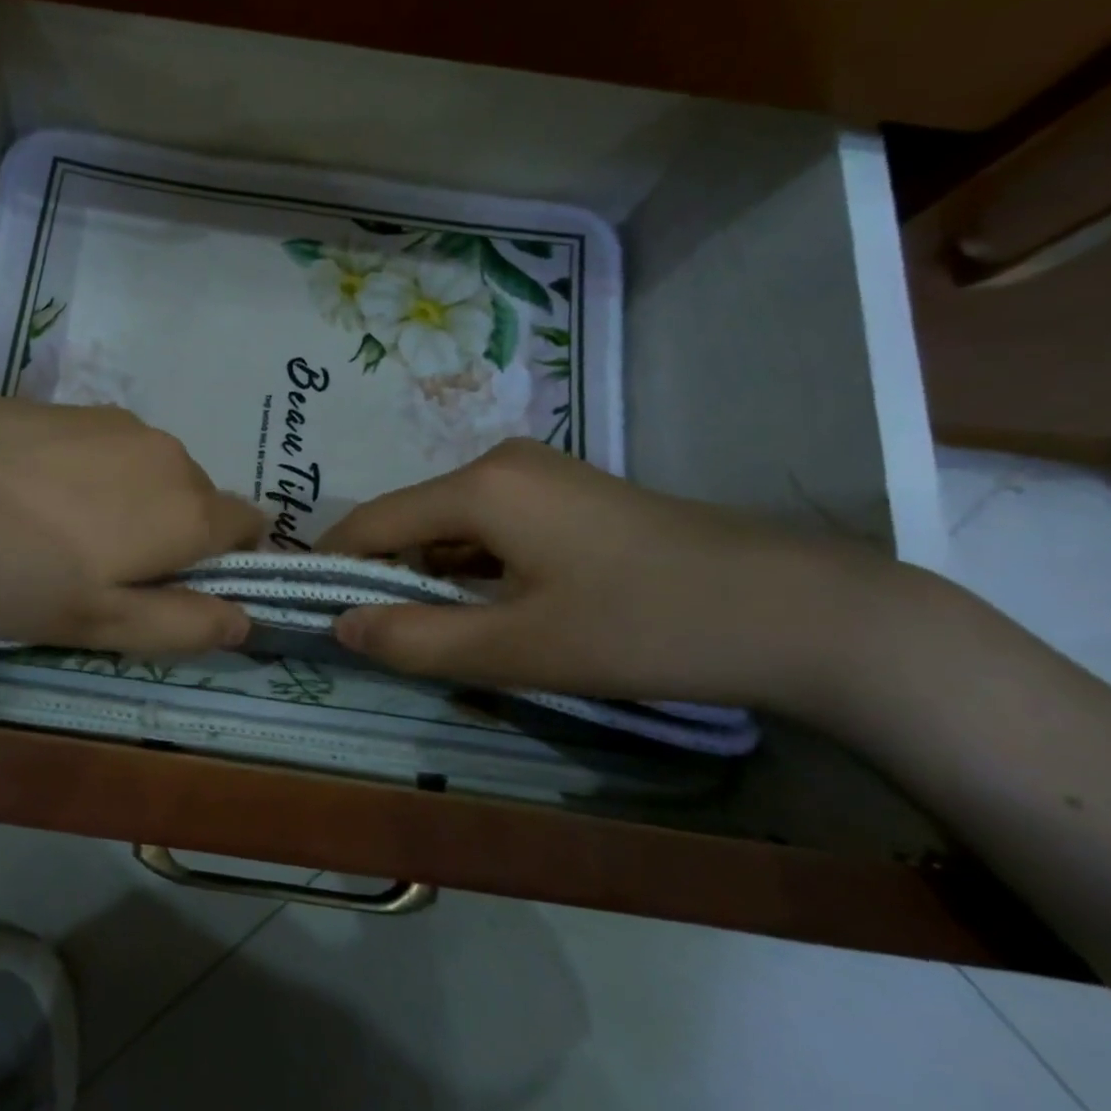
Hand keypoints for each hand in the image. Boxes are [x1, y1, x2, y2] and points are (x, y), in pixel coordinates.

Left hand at [0, 389, 263, 653]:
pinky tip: (26, 500)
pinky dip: (90, 480)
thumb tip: (245, 621)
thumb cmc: (2, 569)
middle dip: (171, 541)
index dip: (226, 566)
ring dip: (128, 509)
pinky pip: (106, 451)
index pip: (249, 527)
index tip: (173, 595)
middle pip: (196, 502)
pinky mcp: (65, 405)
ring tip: (54, 540)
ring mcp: (113, 421)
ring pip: (148, 475)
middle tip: (100, 581)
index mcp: (187, 507)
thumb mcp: (95, 621)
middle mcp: (165, 452)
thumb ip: (180, 623)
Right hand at [316, 439, 895, 711]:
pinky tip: (497, 611)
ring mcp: (540, 474)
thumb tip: (341, 625)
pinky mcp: (569, 495)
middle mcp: (500, 462)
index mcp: (480, 486)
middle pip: (411, 520)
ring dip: (434, 576)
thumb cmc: (644, 627)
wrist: (800, 612)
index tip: (310, 610)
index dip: (335, 566)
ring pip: (452, 526)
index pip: (372, 522)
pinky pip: (492, 527)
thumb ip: (416, 639)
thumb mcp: (518, 648)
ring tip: (441, 634)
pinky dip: (475, 568)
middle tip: (384, 640)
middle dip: (388, 577)